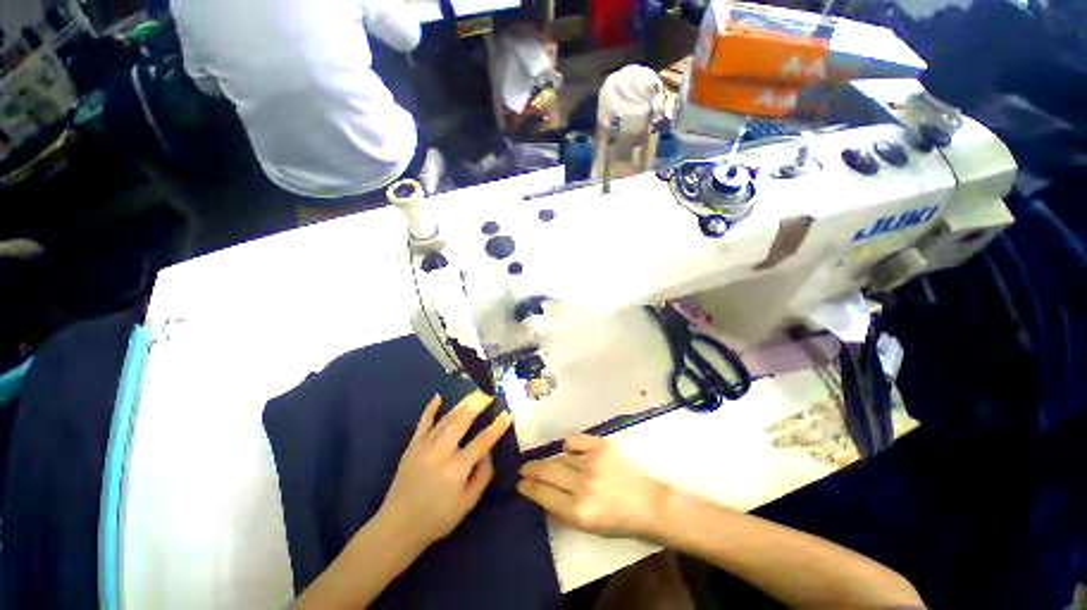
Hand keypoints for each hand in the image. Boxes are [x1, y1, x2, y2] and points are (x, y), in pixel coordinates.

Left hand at [377, 391, 511, 549]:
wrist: (397, 527)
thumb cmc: (437, 518)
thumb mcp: (468, 503)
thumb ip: (483, 475)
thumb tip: (489, 450)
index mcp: (456, 470)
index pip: (482, 441)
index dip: (497, 427)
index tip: (507, 414)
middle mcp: (440, 453)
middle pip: (461, 421)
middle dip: (477, 405)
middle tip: (489, 394)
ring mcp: (423, 447)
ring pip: (446, 419)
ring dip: (461, 404)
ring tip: (474, 393)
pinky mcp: (412, 447)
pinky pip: (423, 423)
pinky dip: (430, 409)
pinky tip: (438, 397)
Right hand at [517, 434, 669, 539]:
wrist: (648, 503)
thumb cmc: (618, 521)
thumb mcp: (587, 527)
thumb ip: (561, 511)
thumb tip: (540, 495)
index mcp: (578, 511)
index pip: (543, 494)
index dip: (528, 487)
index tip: (520, 483)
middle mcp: (582, 485)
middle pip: (547, 471)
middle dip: (530, 469)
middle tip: (523, 469)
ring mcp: (592, 462)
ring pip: (560, 456)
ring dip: (550, 460)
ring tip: (546, 463)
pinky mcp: (601, 446)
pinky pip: (574, 440)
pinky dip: (568, 445)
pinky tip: (568, 450)